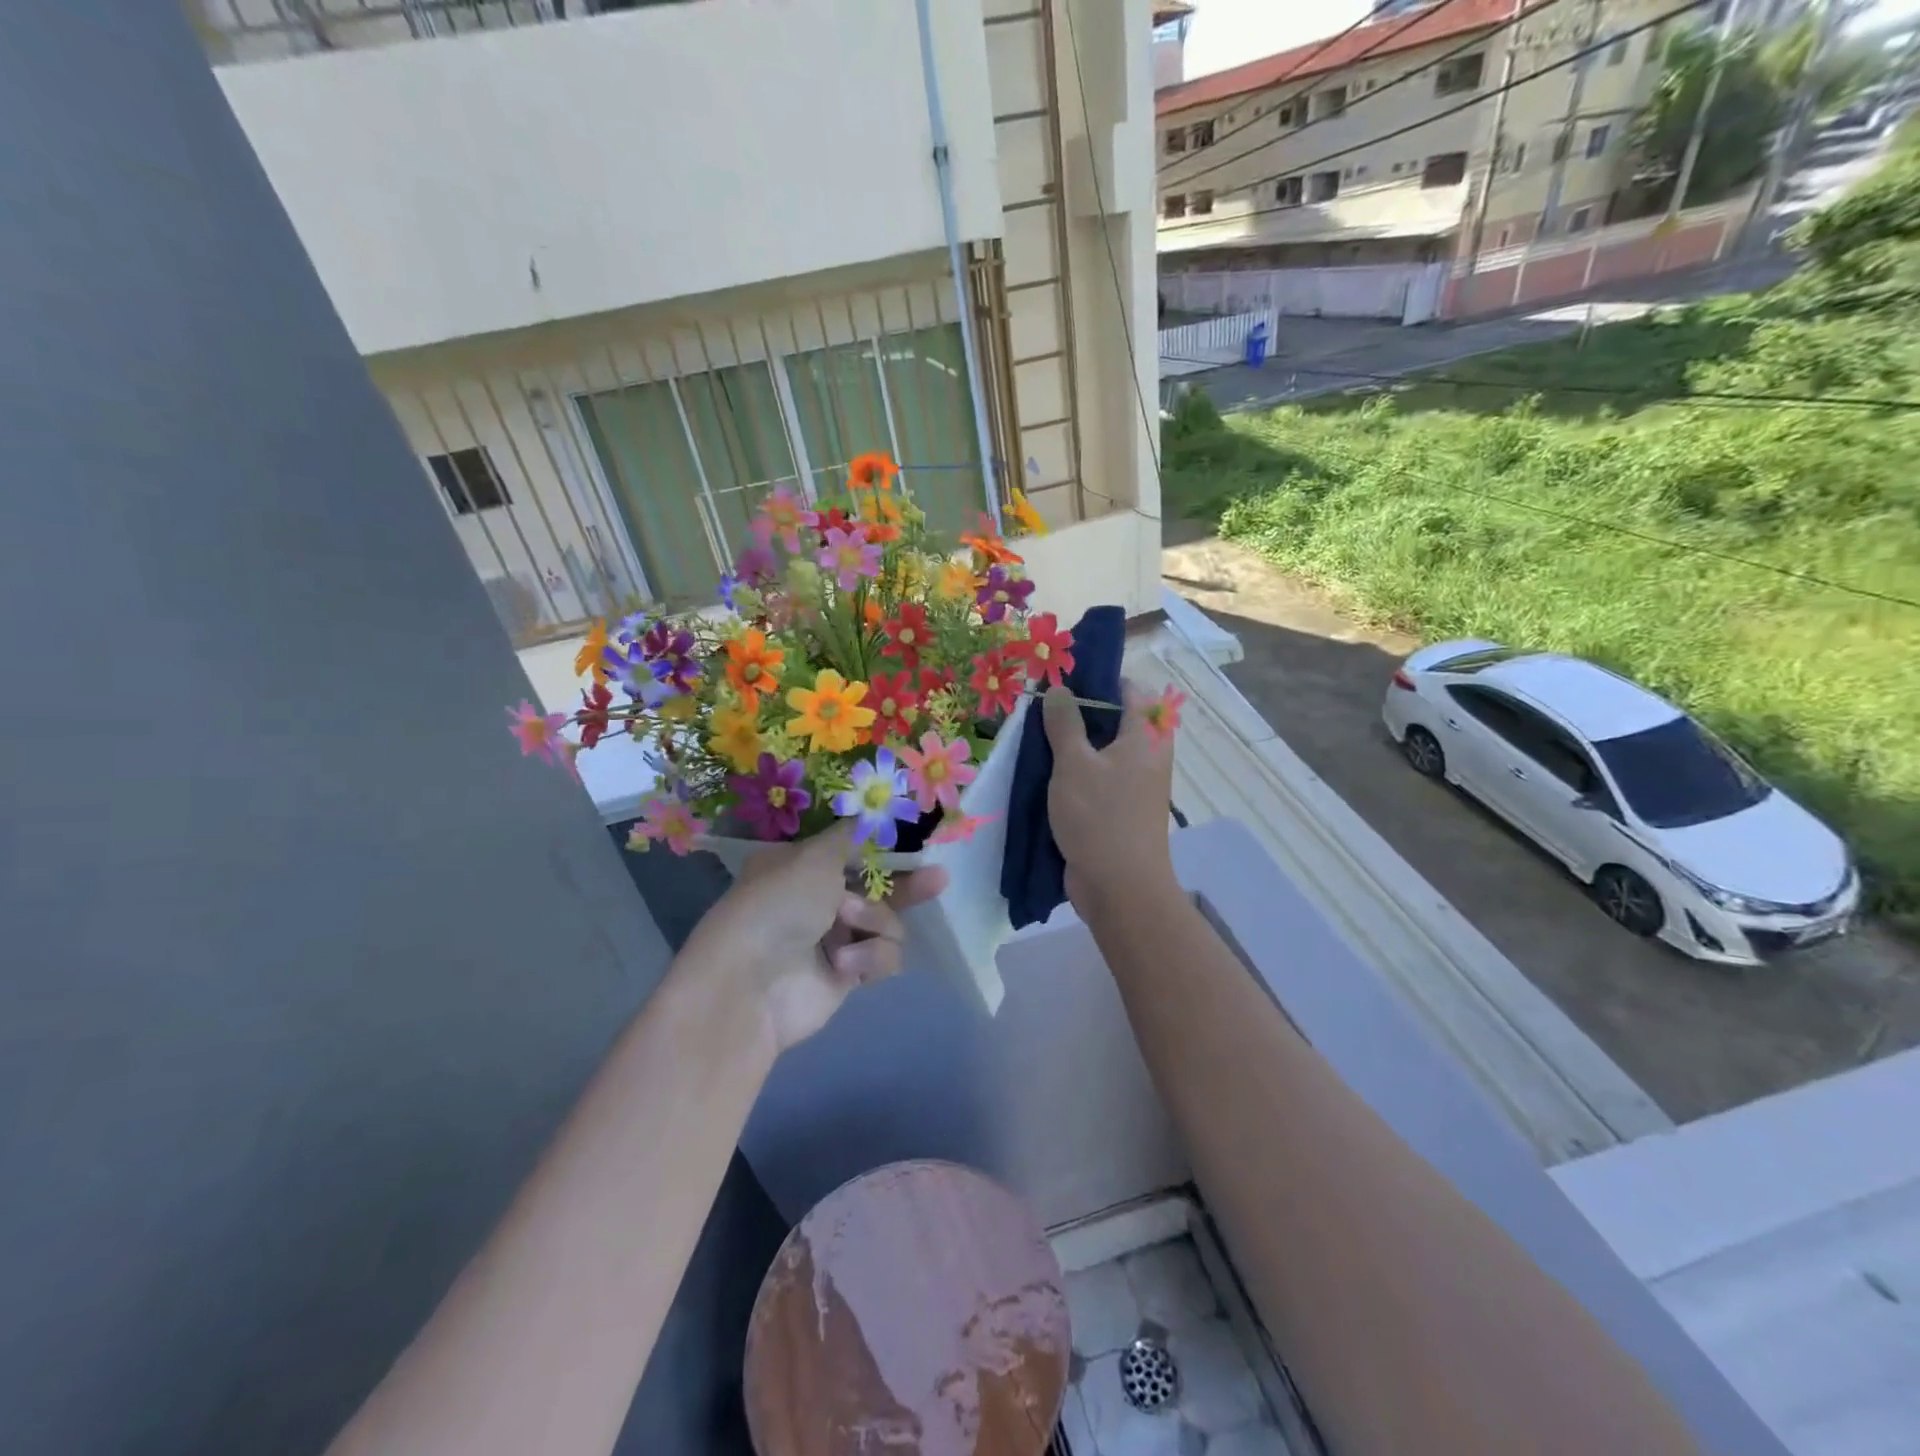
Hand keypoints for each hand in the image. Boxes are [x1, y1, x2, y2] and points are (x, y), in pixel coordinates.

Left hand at [681, 821, 948, 1055]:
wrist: (751, 986)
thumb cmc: (778, 904)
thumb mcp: (815, 856)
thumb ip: (853, 834)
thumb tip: (872, 810)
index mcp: (801, 865)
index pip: (852, 849)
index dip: (884, 846)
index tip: (914, 839)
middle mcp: (817, 899)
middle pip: (877, 886)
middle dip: (907, 883)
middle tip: (937, 877)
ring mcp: (833, 937)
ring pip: (886, 921)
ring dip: (874, 919)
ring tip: (846, 924)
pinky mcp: (848, 973)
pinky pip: (883, 955)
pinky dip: (869, 956)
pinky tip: (844, 963)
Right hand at [1043, 682, 1176, 917]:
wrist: (1120, 888)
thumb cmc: (1100, 817)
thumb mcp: (1074, 764)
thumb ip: (1065, 723)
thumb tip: (1059, 689)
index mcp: (1146, 736)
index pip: (1130, 690)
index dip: (1098, 679)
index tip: (1063, 678)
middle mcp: (1146, 756)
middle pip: (1115, 720)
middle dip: (1079, 712)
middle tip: (1041, 708)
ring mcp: (1134, 785)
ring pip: (1102, 751)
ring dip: (1073, 745)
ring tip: (1036, 737)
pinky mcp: (1119, 809)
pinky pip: (1097, 778)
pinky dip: (1075, 772)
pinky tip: (1044, 772)